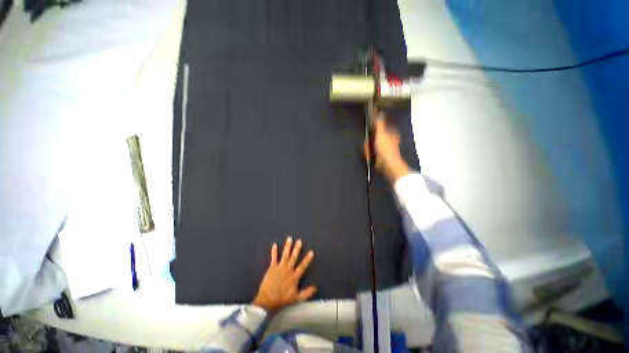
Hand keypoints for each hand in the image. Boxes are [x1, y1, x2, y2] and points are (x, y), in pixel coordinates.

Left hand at [253, 237, 316, 312]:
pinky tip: (274, 245)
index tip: (311, 251)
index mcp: (294, 276)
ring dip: (287, 247)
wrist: (267, 301)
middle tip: (299, 241)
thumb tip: (315, 287)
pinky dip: (274, 251)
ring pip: (285, 255)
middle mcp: (288, 270)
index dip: (307, 259)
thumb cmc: (282, 300)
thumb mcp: (297, 298)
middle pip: (293, 257)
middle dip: (297, 249)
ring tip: (289, 239)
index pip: (303, 266)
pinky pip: (273, 258)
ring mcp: (280, 268)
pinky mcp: (272, 268)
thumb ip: (307, 293)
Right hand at [364, 111, 409, 182]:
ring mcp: (383, 148)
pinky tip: (369, 156)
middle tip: (369, 144)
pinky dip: (369, 154)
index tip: (370, 132)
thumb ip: (380, 123)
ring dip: (368, 148)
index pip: (378, 128)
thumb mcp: (381, 133)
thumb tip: (379, 113)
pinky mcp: (379, 155)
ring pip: (370, 145)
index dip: (372, 130)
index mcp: (389, 132)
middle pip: (373, 137)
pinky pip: (370, 152)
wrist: (387, 164)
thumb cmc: (386, 149)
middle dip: (369, 141)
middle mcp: (387, 139)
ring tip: (370, 152)